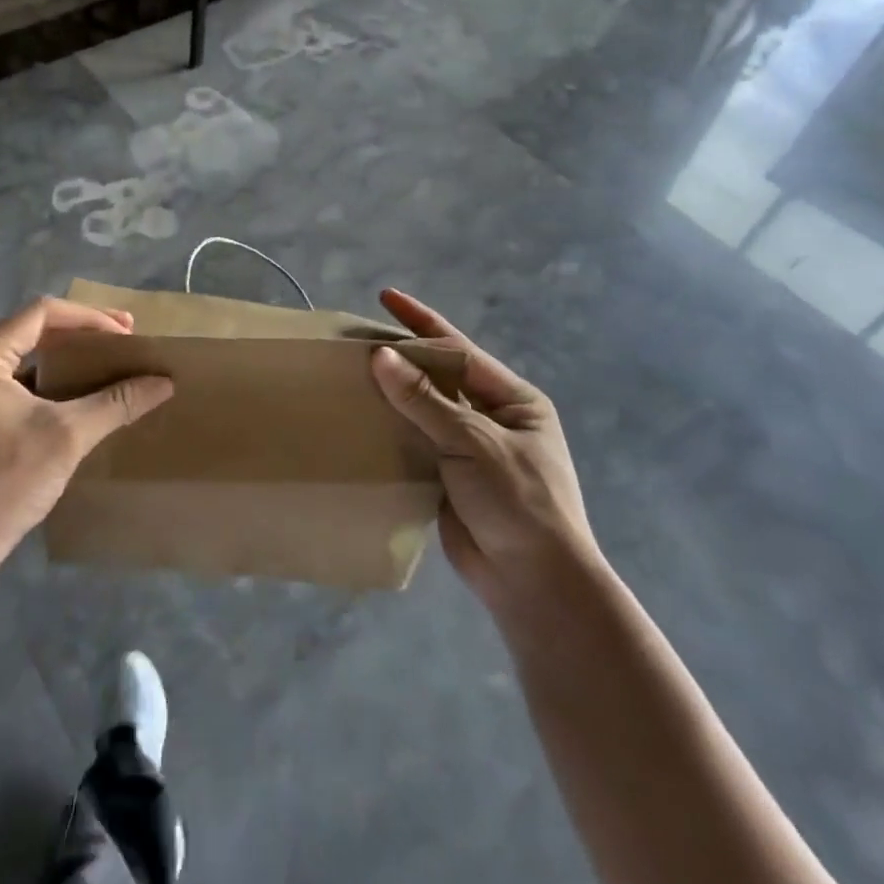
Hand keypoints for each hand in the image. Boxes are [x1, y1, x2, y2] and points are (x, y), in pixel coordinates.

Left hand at [0, 297, 173, 571]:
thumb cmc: (7, 478)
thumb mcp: (69, 436)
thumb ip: (117, 403)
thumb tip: (164, 382)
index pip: (43, 313)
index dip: (90, 317)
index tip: (126, 332)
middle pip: (35, 328)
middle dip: (83, 332)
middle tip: (125, 339)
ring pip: (29, 354)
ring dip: (70, 356)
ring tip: (109, 362)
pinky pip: (21, 379)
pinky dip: (54, 379)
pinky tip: (82, 394)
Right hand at [370, 289, 596, 614]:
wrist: (535, 585)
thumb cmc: (518, 502)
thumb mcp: (474, 443)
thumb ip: (425, 400)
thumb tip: (380, 356)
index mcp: (513, 400)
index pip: (459, 350)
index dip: (421, 322)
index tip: (386, 298)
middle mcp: (491, 419)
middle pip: (438, 378)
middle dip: (401, 358)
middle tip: (355, 341)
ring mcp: (469, 451)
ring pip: (422, 412)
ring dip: (390, 396)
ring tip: (347, 375)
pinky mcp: (448, 479)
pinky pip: (414, 444)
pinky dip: (389, 432)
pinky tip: (358, 421)